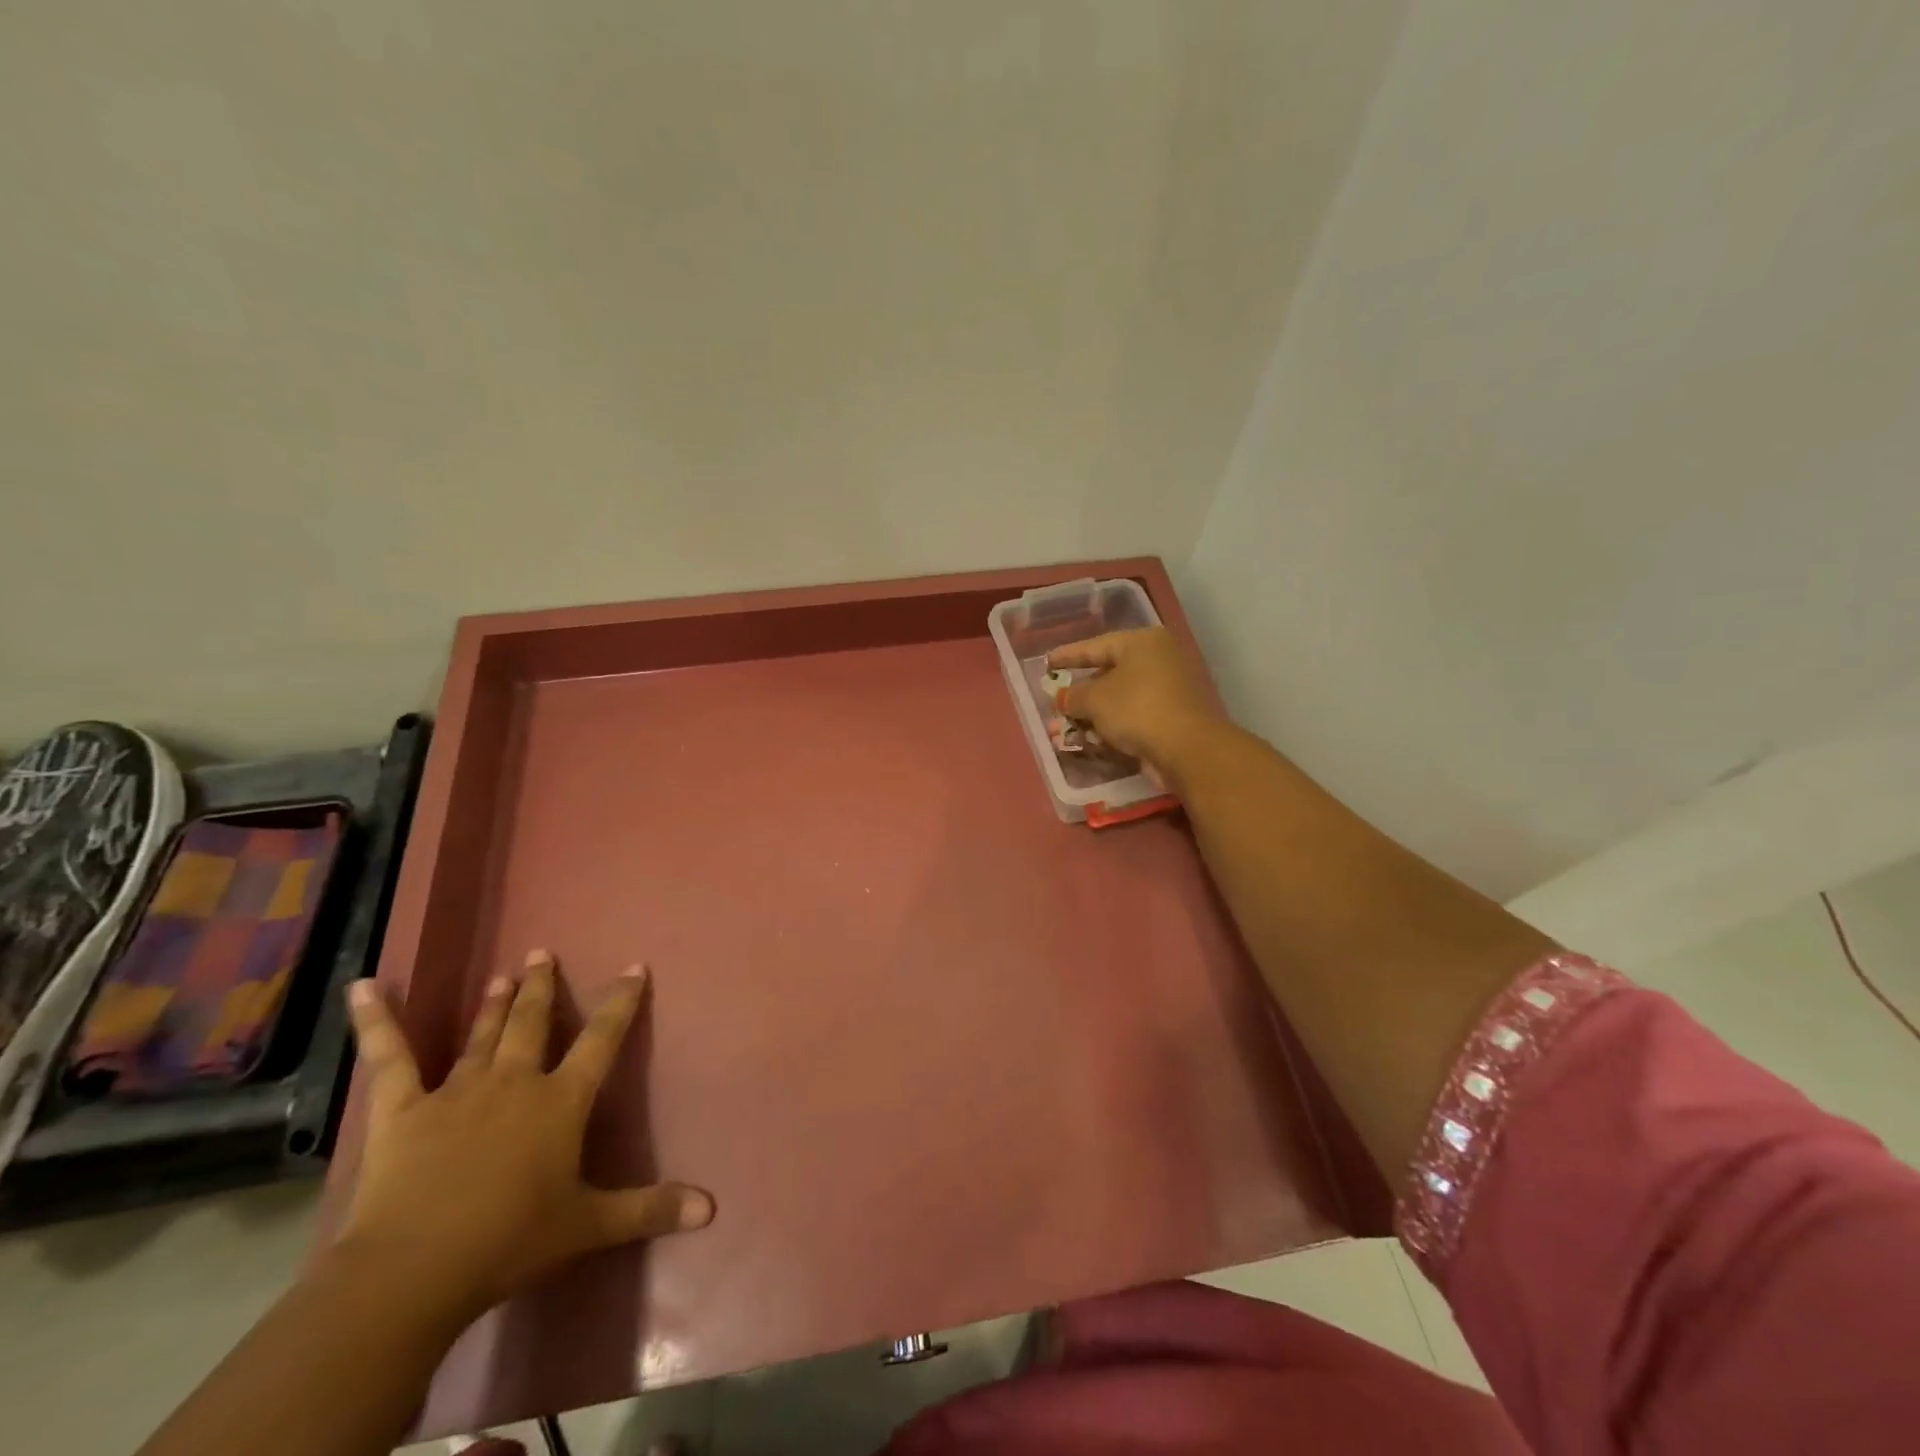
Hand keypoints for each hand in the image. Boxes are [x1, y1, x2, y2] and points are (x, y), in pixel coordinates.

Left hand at [338, 950, 712, 1322]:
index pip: (602, 1039)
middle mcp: (515, 1082)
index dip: (621, 1002)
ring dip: (494, 1004)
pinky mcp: (402, 1110)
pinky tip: (361, 987)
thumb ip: (650, 1209)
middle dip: (542, 987)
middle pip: (533, 1023)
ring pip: (481, 1035)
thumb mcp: (590, 1226)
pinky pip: (388, 1059)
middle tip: (542, 953)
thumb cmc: (510, 1241)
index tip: (633, 967)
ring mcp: (457, 1091)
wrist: (414, 1272)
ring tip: (502, 974)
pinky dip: (374, 1022)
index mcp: (561, 1101)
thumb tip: (712, 1208)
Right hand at [1047, 628, 1225, 782]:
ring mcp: (1167, 691)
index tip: (1047, 663)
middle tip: (1056, 704)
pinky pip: (1132, 719)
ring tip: (1065, 731)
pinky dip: (1111, 729)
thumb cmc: (1136, 709)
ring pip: (1119, 701)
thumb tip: (1062, 697)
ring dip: (1091, 717)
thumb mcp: (1094, 699)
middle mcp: (1158, 661)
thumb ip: (1073, 696)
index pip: (1096, 646)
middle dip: (1079, 695)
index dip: (1068, 656)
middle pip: (1109, 675)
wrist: (1187, 749)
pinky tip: (1090, 742)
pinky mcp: (1170, 720)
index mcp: (1142, 643)